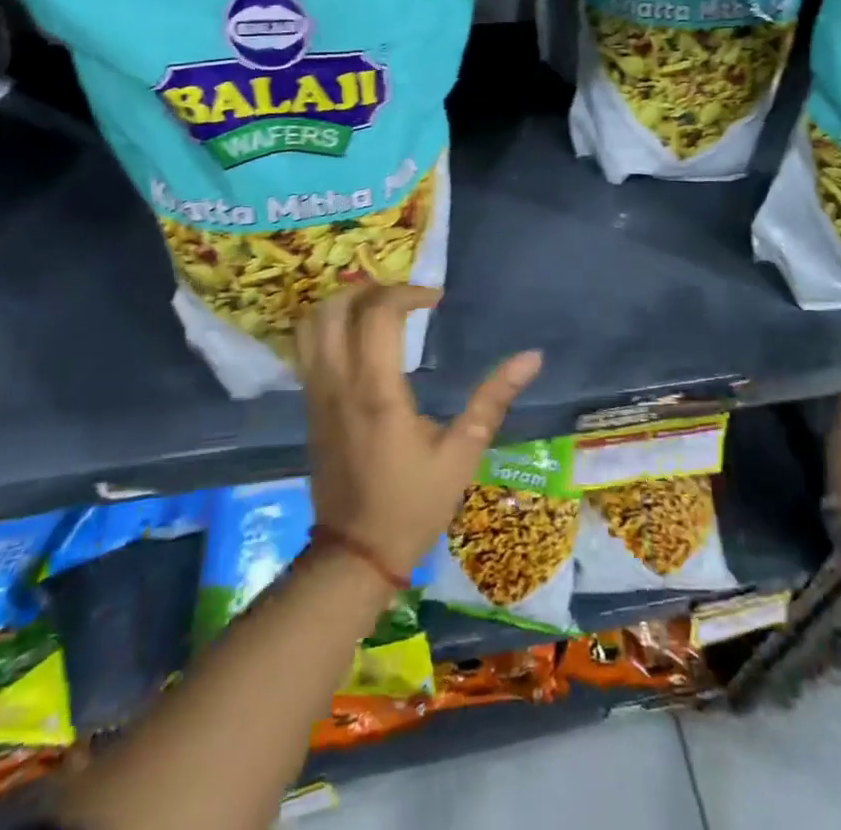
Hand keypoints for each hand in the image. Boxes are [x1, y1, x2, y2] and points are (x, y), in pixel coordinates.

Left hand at [298, 282, 542, 577]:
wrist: (355, 553)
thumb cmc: (413, 503)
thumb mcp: (462, 452)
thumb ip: (493, 398)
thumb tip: (532, 357)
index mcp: (376, 391)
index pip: (378, 314)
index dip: (406, 293)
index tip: (435, 300)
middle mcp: (339, 382)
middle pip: (337, 307)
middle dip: (372, 288)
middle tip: (405, 297)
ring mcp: (317, 393)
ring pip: (313, 324)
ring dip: (344, 302)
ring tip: (379, 307)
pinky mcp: (309, 405)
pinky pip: (308, 348)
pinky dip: (330, 326)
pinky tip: (359, 336)